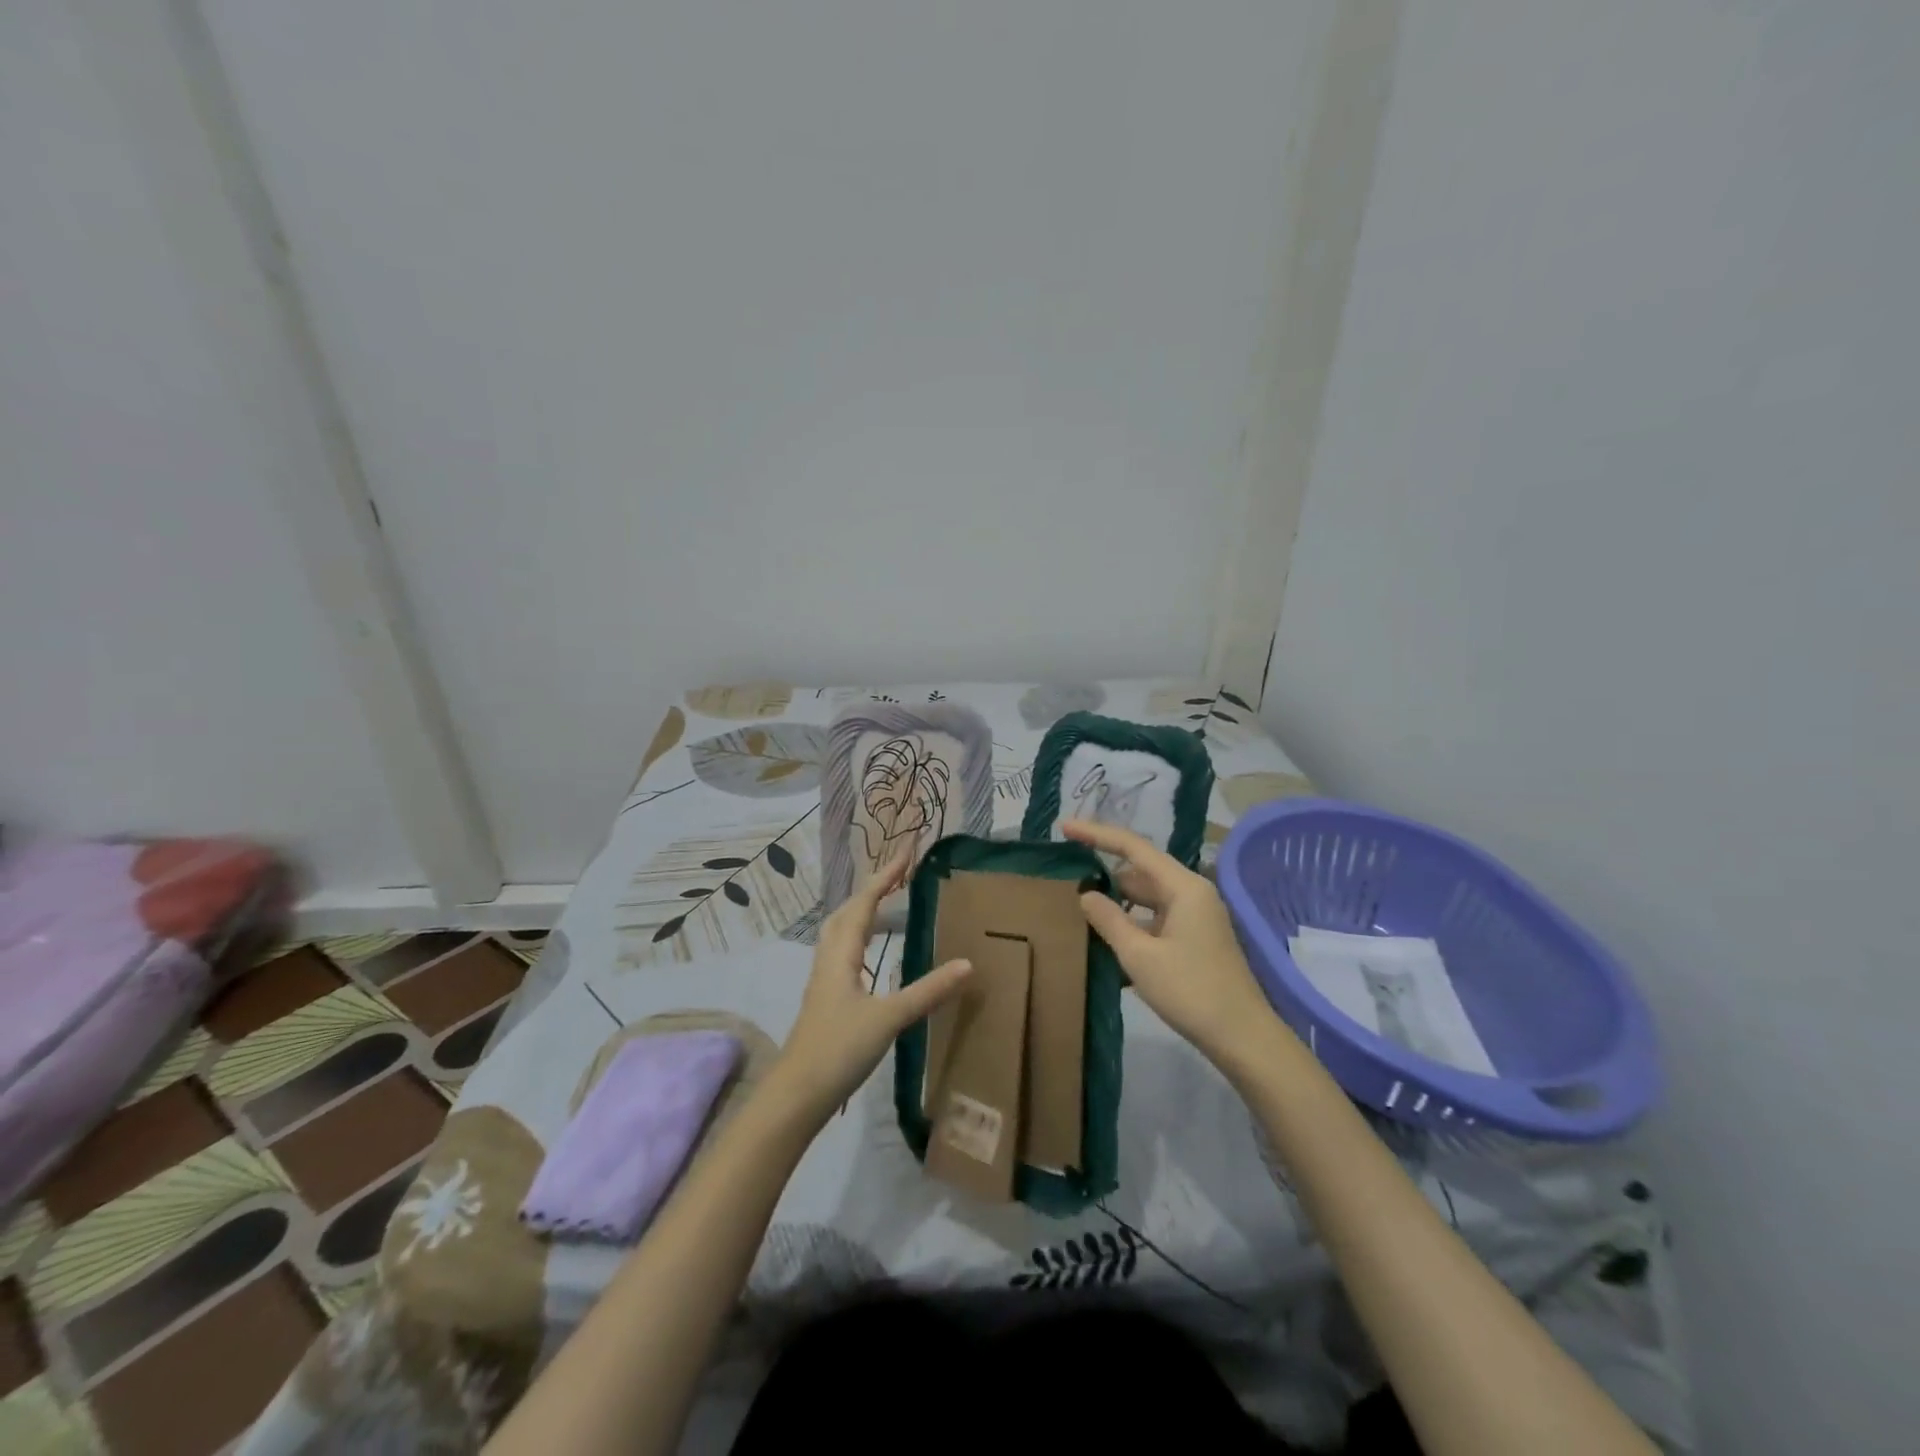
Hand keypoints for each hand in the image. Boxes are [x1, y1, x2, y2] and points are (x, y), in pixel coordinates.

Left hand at [771, 845, 972, 1119]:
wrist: (796, 1094)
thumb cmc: (839, 1049)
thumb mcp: (889, 1018)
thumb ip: (928, 991)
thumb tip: (968, 963)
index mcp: (842, 954)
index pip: (865, 902)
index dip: (886, 874)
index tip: (907, 850)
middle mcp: (829, 959)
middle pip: (847, 911)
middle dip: (873, 887)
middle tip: (900, 874)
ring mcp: (824, 979)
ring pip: (841, 931)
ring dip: (862, 910)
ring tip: (886, 902)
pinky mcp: (825, 999)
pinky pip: (843, 952)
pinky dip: (859, 937)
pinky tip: (871, 954)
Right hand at [1065, 819, 1286, 1068]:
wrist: (1242, 1037)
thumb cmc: (1191, 991)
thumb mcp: (1140, 955)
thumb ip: (1109, 920)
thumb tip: (1086, 894)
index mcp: (1183, 886)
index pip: (1133, 847)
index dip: (1097, 834)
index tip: (1065, 827)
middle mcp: (1192, 893)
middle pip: (1140, 871)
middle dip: (1105, 873)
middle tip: (1066, 878)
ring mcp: (1196, 916)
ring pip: (1147, 897)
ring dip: (1117, 902)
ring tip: (1080, 909)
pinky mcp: (1195, 938)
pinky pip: (1156, 918)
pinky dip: (1132, 923)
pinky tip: (1107, 941)